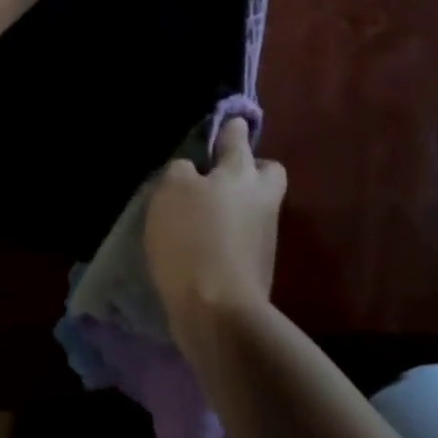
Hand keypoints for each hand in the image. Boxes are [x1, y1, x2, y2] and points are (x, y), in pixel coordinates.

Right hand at [145, 117, 285, 357]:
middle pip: (266, 172)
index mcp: (241, 172)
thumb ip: (181, 171)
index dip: (229, 129)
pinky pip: (245, 236)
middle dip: (249, 169)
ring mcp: (265, 234)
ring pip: (257, 205)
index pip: (238, 137)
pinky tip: (203, 245)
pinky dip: (229, 236)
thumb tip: (192, 171)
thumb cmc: (192, 239)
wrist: (219, 312)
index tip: (225, 125)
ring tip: (201, 215)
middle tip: (219, 177)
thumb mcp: (171, 192)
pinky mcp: (259, 266)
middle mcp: (262, 198)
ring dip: (237, 205)